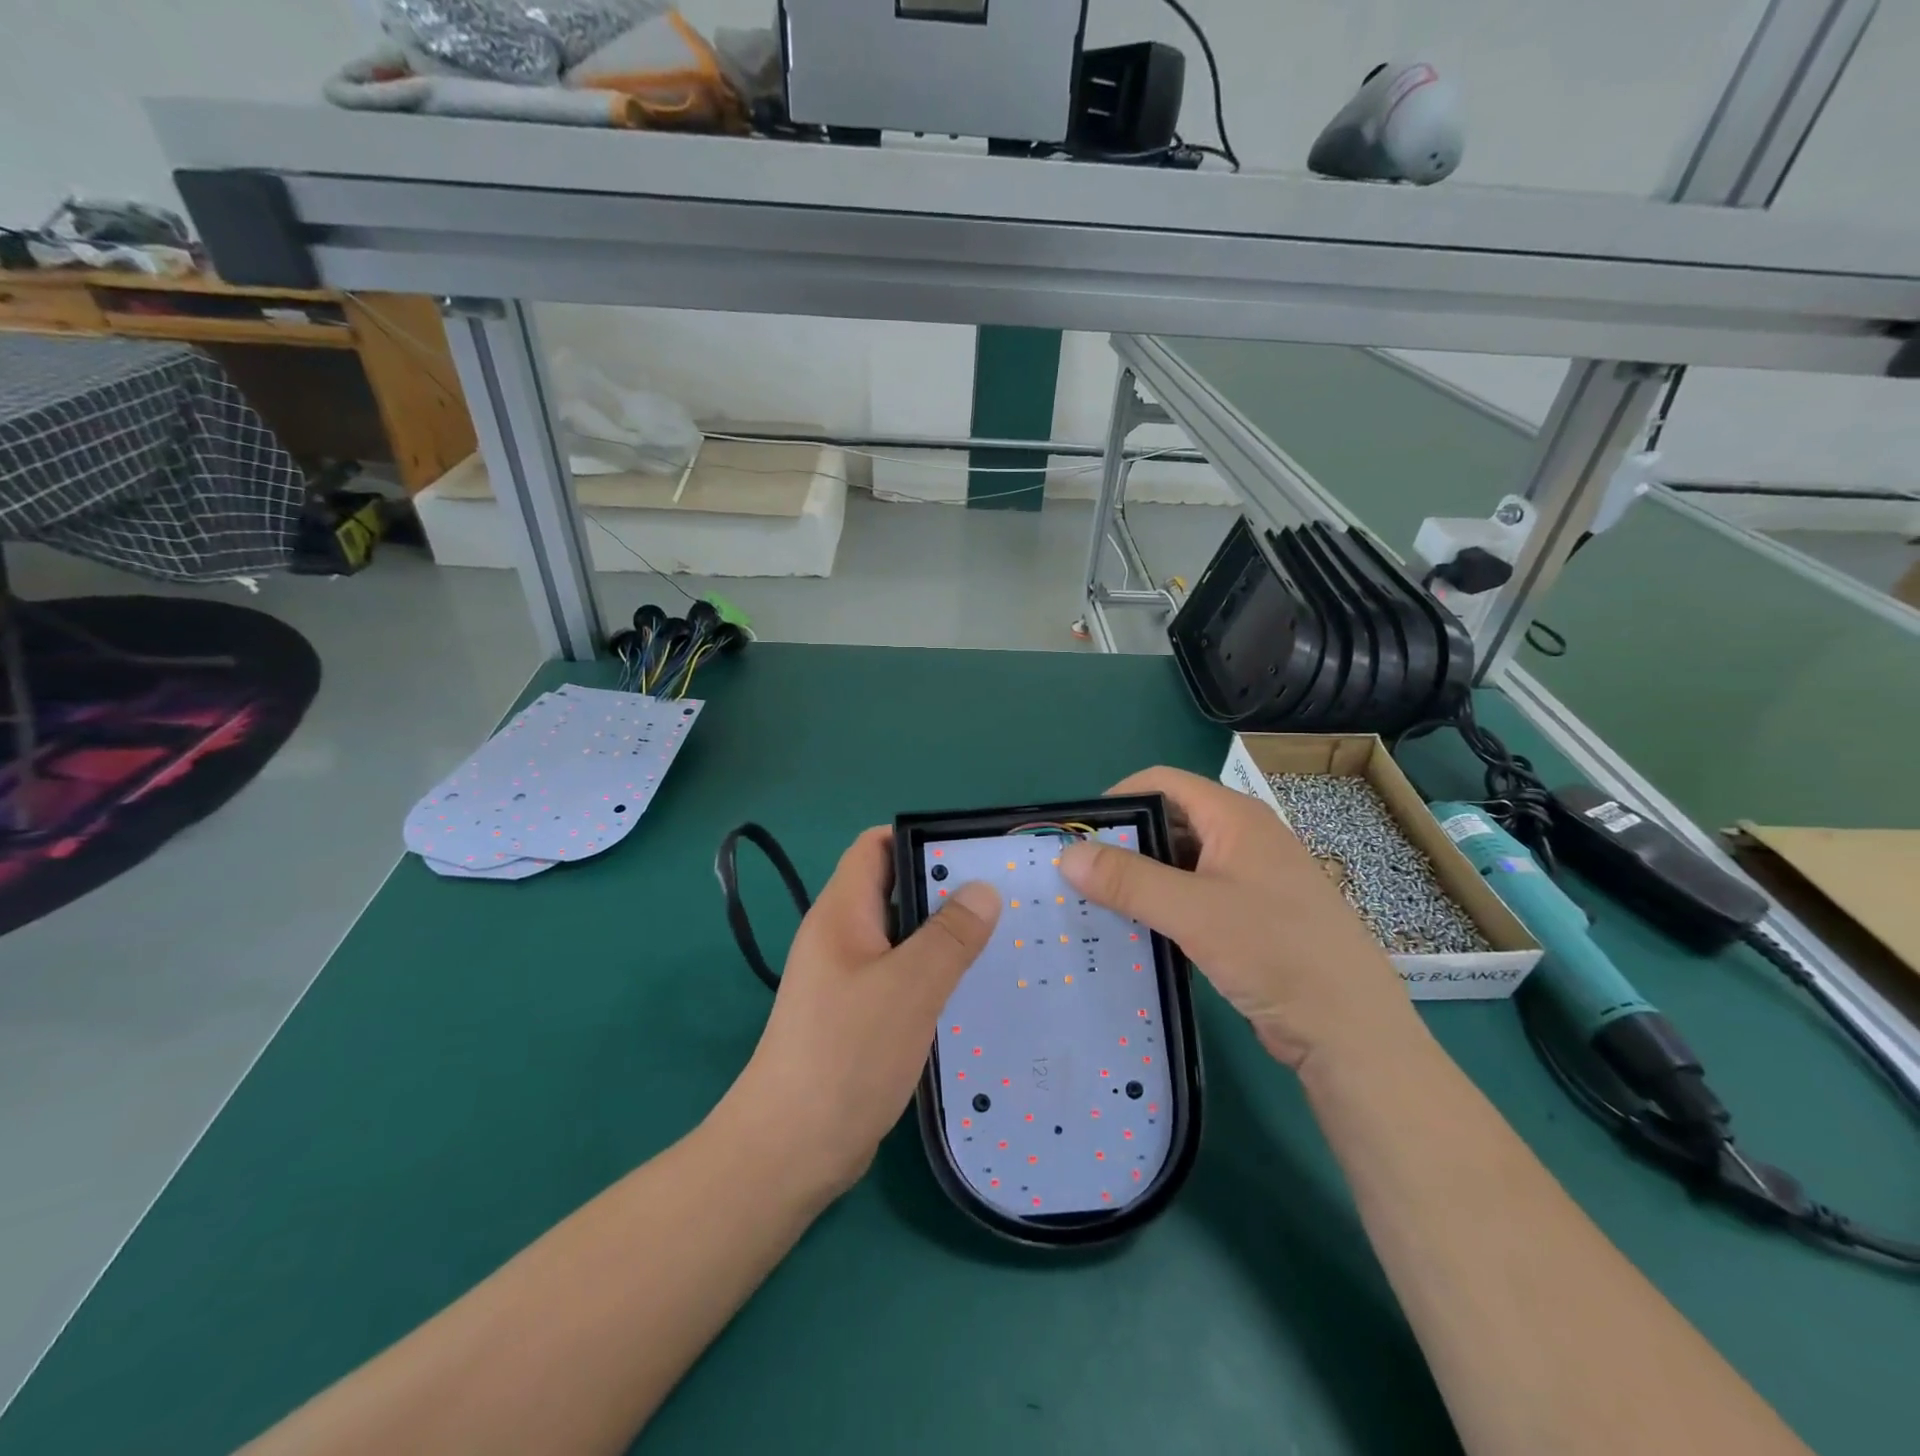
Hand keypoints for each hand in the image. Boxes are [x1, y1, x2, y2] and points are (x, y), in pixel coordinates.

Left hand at [719, 827, 1000, 1197]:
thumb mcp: (908, 987)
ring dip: (944, 933)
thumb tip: (984, 890)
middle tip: (1004, 895)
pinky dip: (934, 972)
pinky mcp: (858, 1015)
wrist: (790, 1150)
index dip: (920, 836)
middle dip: (945, 886)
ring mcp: (848, 977)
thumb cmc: (846, 1055)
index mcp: (842, 912)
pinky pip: (902, 975)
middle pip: (894, 889)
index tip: (974, 849)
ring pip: (902, 936)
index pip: (875, 846)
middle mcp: (842, 936)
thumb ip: (949, 936)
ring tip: (1002, 936)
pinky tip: (972, 987)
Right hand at [1059, 767, 1419, 1070]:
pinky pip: (1193, 898)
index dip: (1118, 799)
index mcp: (1235, 818)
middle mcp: (1242, 839)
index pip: (1163, 783)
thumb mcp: (1193, 911)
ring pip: (1179, 864)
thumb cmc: (1274, 952)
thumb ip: (1128, 879)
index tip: (1079, 834)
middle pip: (1169, 822)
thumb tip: (1066, 854)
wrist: (1349, 1030)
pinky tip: (1133, 932)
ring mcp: (1248, 879)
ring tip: (1096, 905)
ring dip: (1140, 880)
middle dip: (1124, 844)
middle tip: (1079, 875)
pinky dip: (1162, 907)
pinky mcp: (1249, 918)